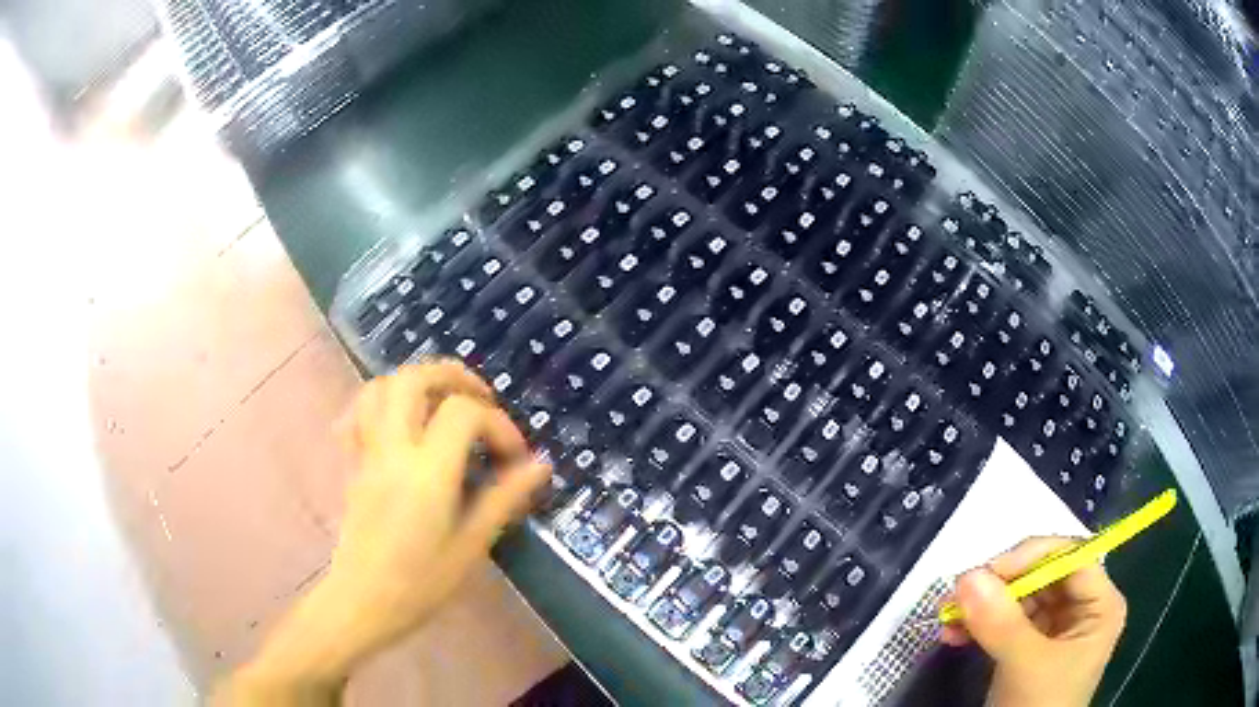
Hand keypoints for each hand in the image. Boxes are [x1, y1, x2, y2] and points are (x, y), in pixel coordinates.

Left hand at [222, 362, 550, 704]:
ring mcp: (367, 453)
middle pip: (413, 378)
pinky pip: (357, 413)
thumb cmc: (420, 584)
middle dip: (453, 376)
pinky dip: (380, 402)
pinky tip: (399, 420)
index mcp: (427, 473)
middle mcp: (393, 450)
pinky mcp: (352, 463)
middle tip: (480, 398)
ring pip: (381, 386)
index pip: (463, 413)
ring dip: (416, 382)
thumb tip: (540, 466)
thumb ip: (503, 499)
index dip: (497, 424)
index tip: (514, 456)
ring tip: (443, 402)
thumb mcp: (470, 546)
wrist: (362, 602)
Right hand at [940, 537, 1126, 706]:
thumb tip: (966, 576)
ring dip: (982, 606)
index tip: (986, 572)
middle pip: (1042, 575)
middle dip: (999, 585)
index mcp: (1099, 604)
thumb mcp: (1025, 666)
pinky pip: (1004, 622)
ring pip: (1019, 598)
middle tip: (958, 595)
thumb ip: (1001, 622)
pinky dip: (979, 625)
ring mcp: (1055, 628)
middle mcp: (1081, 608)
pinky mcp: (1029, 647)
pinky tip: (954, 634)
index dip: (1031, 556)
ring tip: (948, 619)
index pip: (1070, 556)